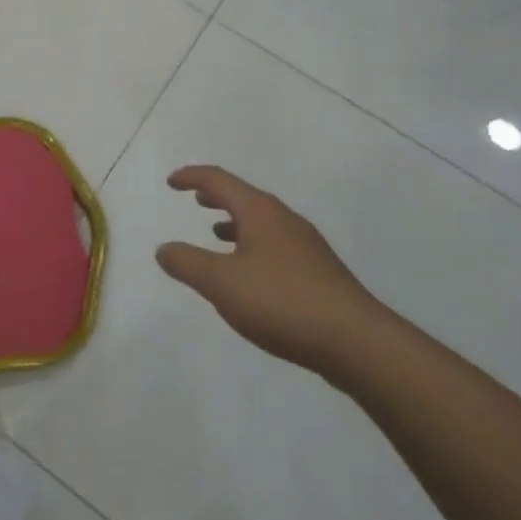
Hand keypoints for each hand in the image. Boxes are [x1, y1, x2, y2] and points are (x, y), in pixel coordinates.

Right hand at [156, 165, 388, 378]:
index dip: (192, 177)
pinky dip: (253, 244)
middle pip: (245, 196)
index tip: (172, 182)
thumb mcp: (221, 283)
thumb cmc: (282, 302)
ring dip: (236, 221)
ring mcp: (306, 246)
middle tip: (196, 198)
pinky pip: (276, 244)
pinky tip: (250, 272)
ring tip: (216, 232)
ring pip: (263, 222)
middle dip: (217, 195)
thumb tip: (163, 249)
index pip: (220, 180)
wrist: (357, 342)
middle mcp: (284, 220)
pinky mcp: (318, 272)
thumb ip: (187, 263)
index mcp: (260, 212)